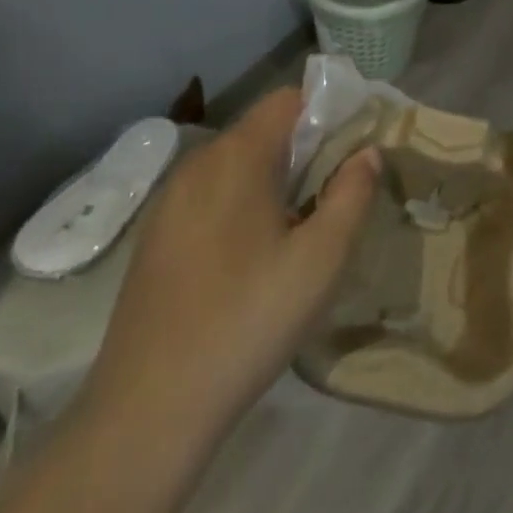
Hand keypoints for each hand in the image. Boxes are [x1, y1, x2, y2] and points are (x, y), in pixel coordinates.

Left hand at [80, 87, 378, 447]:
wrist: (147, 413)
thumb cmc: (247, 322)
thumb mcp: (322, 260)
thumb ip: (352, 194)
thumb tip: (366, 152)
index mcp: (238, 156)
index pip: (290, 99)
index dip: (329, 113)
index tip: (355, 152)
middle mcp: (198, 164)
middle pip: (264, 130)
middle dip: (307, 151)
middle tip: (336, 198)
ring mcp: (170, 202)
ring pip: (237, 166)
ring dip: (276, 181)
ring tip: (300, 232)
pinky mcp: (155, 239)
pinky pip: (212, 197)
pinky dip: (242, 206)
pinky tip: (253, 262)